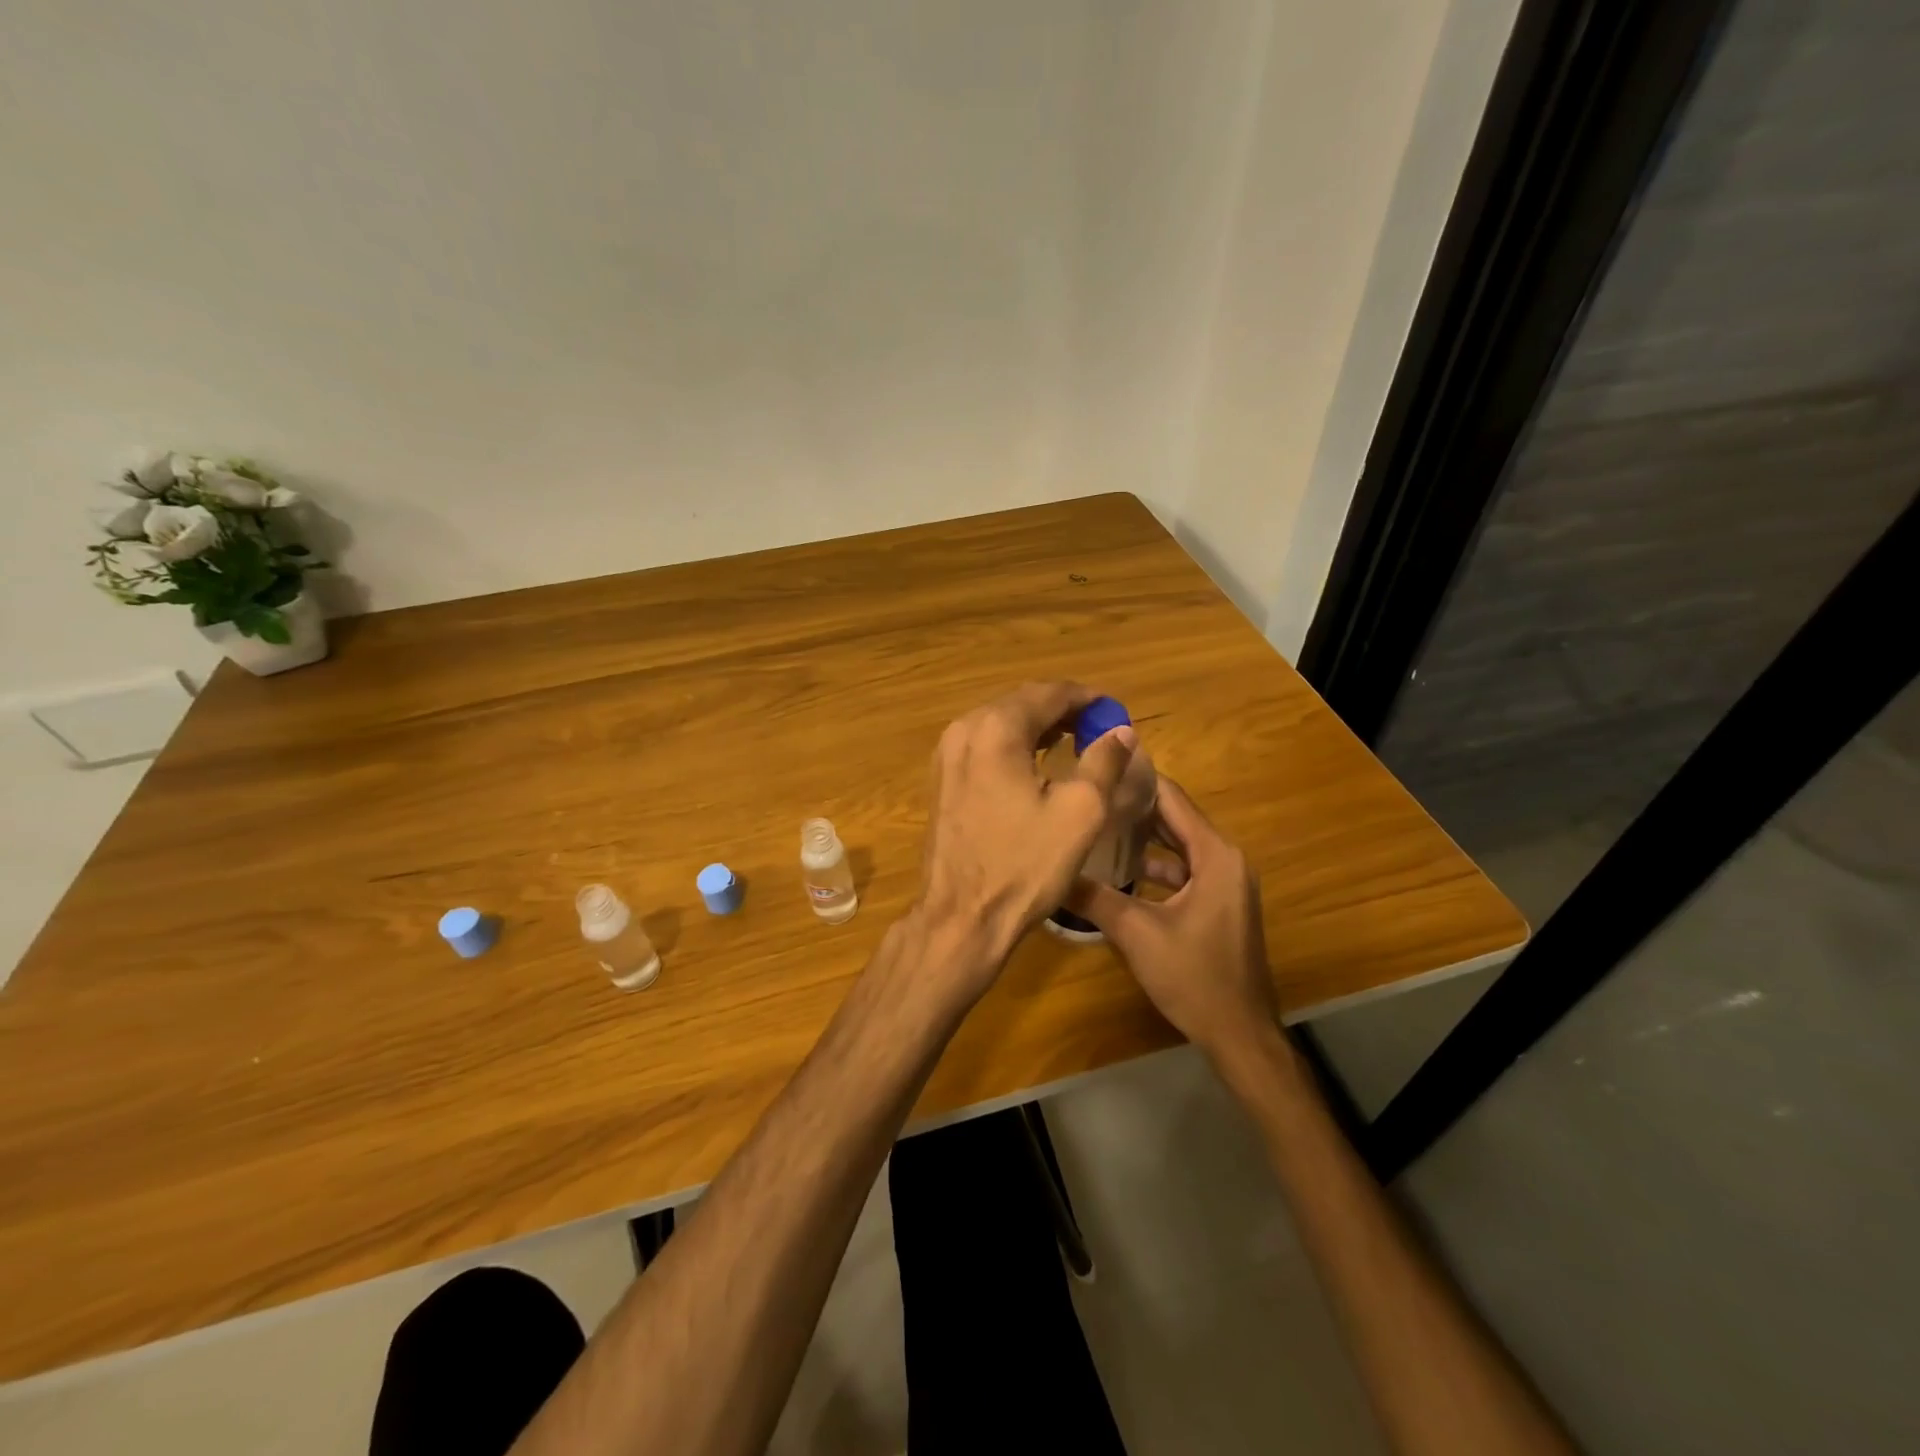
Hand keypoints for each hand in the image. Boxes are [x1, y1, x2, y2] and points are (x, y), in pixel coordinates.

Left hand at [914, 682, 1138, 996]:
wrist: (962, 917)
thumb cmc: (1025, 864)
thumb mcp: (1080, 812)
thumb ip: (1104, 761)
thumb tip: (1121, 731)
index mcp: (996, 729)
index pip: (1048, 693)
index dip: (1086, 698)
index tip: (1114, 710)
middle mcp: (964, 730)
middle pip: (1021, 704)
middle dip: (1062, 710)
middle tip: (1099, 727)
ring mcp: (946, 755)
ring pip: (1000, 724)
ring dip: (1038, 727)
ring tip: (1076, 741)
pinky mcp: (942, 780)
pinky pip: (984, 746)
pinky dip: (1014, 746)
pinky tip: (1037, 764)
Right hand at [1068, 777, 1277, 1060]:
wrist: (1239, 1034)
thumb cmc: (1194, 977)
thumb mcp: (1136, 933)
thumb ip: (1093, 897)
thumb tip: (1050, 871)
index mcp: (1214, 855)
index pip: (1172, 798)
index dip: (1136, 779)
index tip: (1098, 764)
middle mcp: (1225, 859)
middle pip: (1175, 818)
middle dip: (1134, 806)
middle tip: (1088, 792)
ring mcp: (1225, 882)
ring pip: (1177, 846)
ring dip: (1142, 838)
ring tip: (1096, 825)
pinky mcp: (1219, 903)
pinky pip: (1183, 870)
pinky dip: (1154, 866)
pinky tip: (1118, 870)